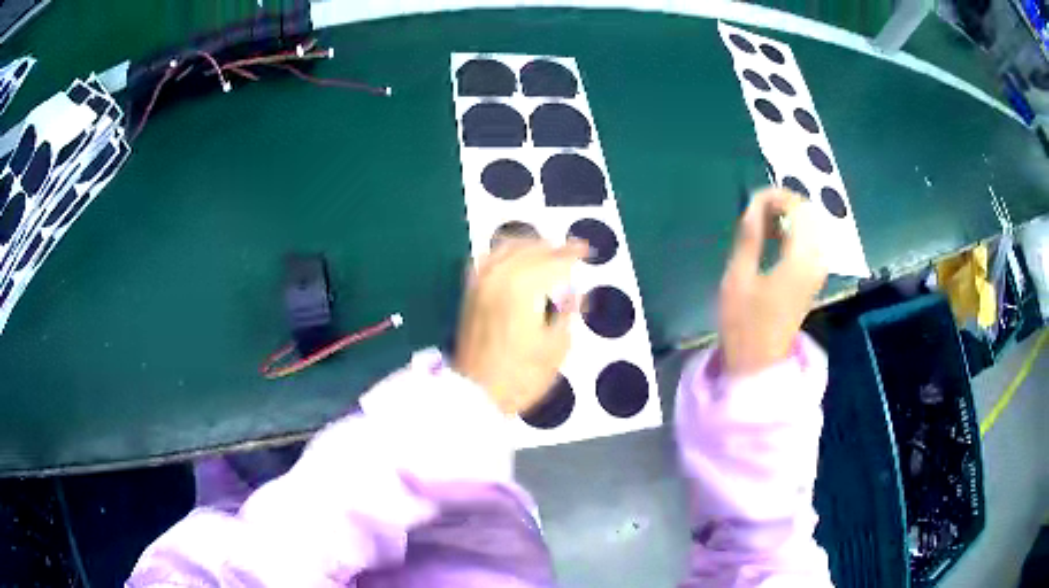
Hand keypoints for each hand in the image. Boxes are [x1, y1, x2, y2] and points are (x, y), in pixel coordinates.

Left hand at [455, 240, 587, 414]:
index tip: (586, 250)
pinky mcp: (470, 293)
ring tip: (547, 251)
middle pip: (530, 250)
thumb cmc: (520, 377)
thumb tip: (574, 293)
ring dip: (529, 245)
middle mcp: (499, 278)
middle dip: (553, 248)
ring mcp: (480, 284)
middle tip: (572, 250)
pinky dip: (503, 253)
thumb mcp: (556, 349)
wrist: (474, 394)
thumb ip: (567, 314)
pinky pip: (486, 259)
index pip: (553, 261)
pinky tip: (513, 259)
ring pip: (506, 249)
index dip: (572, 253)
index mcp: (523, 289)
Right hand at [719, 188, 827, 375]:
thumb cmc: (744, 324)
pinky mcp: (815, 277)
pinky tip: (774, 239)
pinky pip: (812, 240)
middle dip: (784, 204)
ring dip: (789, 217)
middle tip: (756, 211)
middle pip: (810, 213)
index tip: (751, 202)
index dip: (776, 197)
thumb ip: (749, 237)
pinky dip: (794, 231)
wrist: (760, 363)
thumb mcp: (738, 278)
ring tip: (761, 224)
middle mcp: (817, 261)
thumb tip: (754, 204)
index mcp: (800, 260)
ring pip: (813, 225)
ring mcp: (819, 270)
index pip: (798, 209)